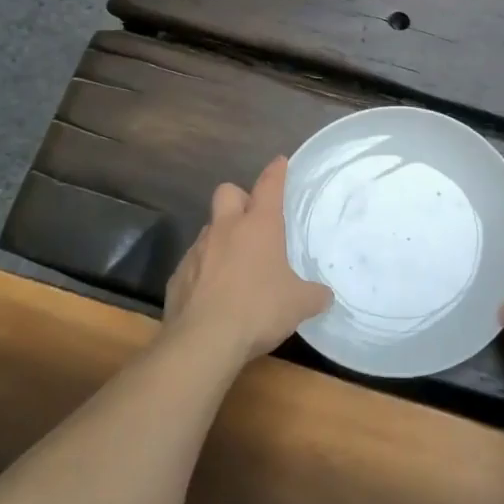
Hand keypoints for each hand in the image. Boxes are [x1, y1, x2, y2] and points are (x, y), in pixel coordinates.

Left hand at [164, 157, 331, 364]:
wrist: (203, 340)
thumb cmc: (259, 310)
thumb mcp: (299, 304)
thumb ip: (314, 294)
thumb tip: (325, 295)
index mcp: (258, 226)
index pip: (269, 185)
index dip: (276, 172)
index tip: (280, 162)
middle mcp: (225, 229)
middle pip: (227, 192)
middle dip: (239, 198)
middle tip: (252, 220)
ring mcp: (197, 250)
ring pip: (209, 228)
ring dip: (222, 238)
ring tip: (235, 265)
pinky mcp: (178, 275)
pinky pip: (194, 262)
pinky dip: (205, 270)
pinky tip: (214, 293)